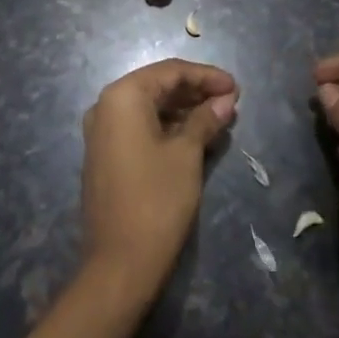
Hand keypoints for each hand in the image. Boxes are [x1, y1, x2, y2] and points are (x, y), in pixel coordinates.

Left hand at [81, 59, 238, 295]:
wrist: (119, 265)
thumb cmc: (157, 201)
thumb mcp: (187, 155)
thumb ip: (206, 119)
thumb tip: (226, 100)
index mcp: (123, 96)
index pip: (171, 72)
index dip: (207, 76)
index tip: (236, 87)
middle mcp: (106, 105)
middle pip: (158, 86)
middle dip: (196, 92)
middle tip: (231, 102)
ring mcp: (102, 131)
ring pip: (150, 107)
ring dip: (184, 110)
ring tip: (220, 119)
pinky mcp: (105, 155)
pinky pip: (140, 127)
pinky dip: (168, 127)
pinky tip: (196, 136)